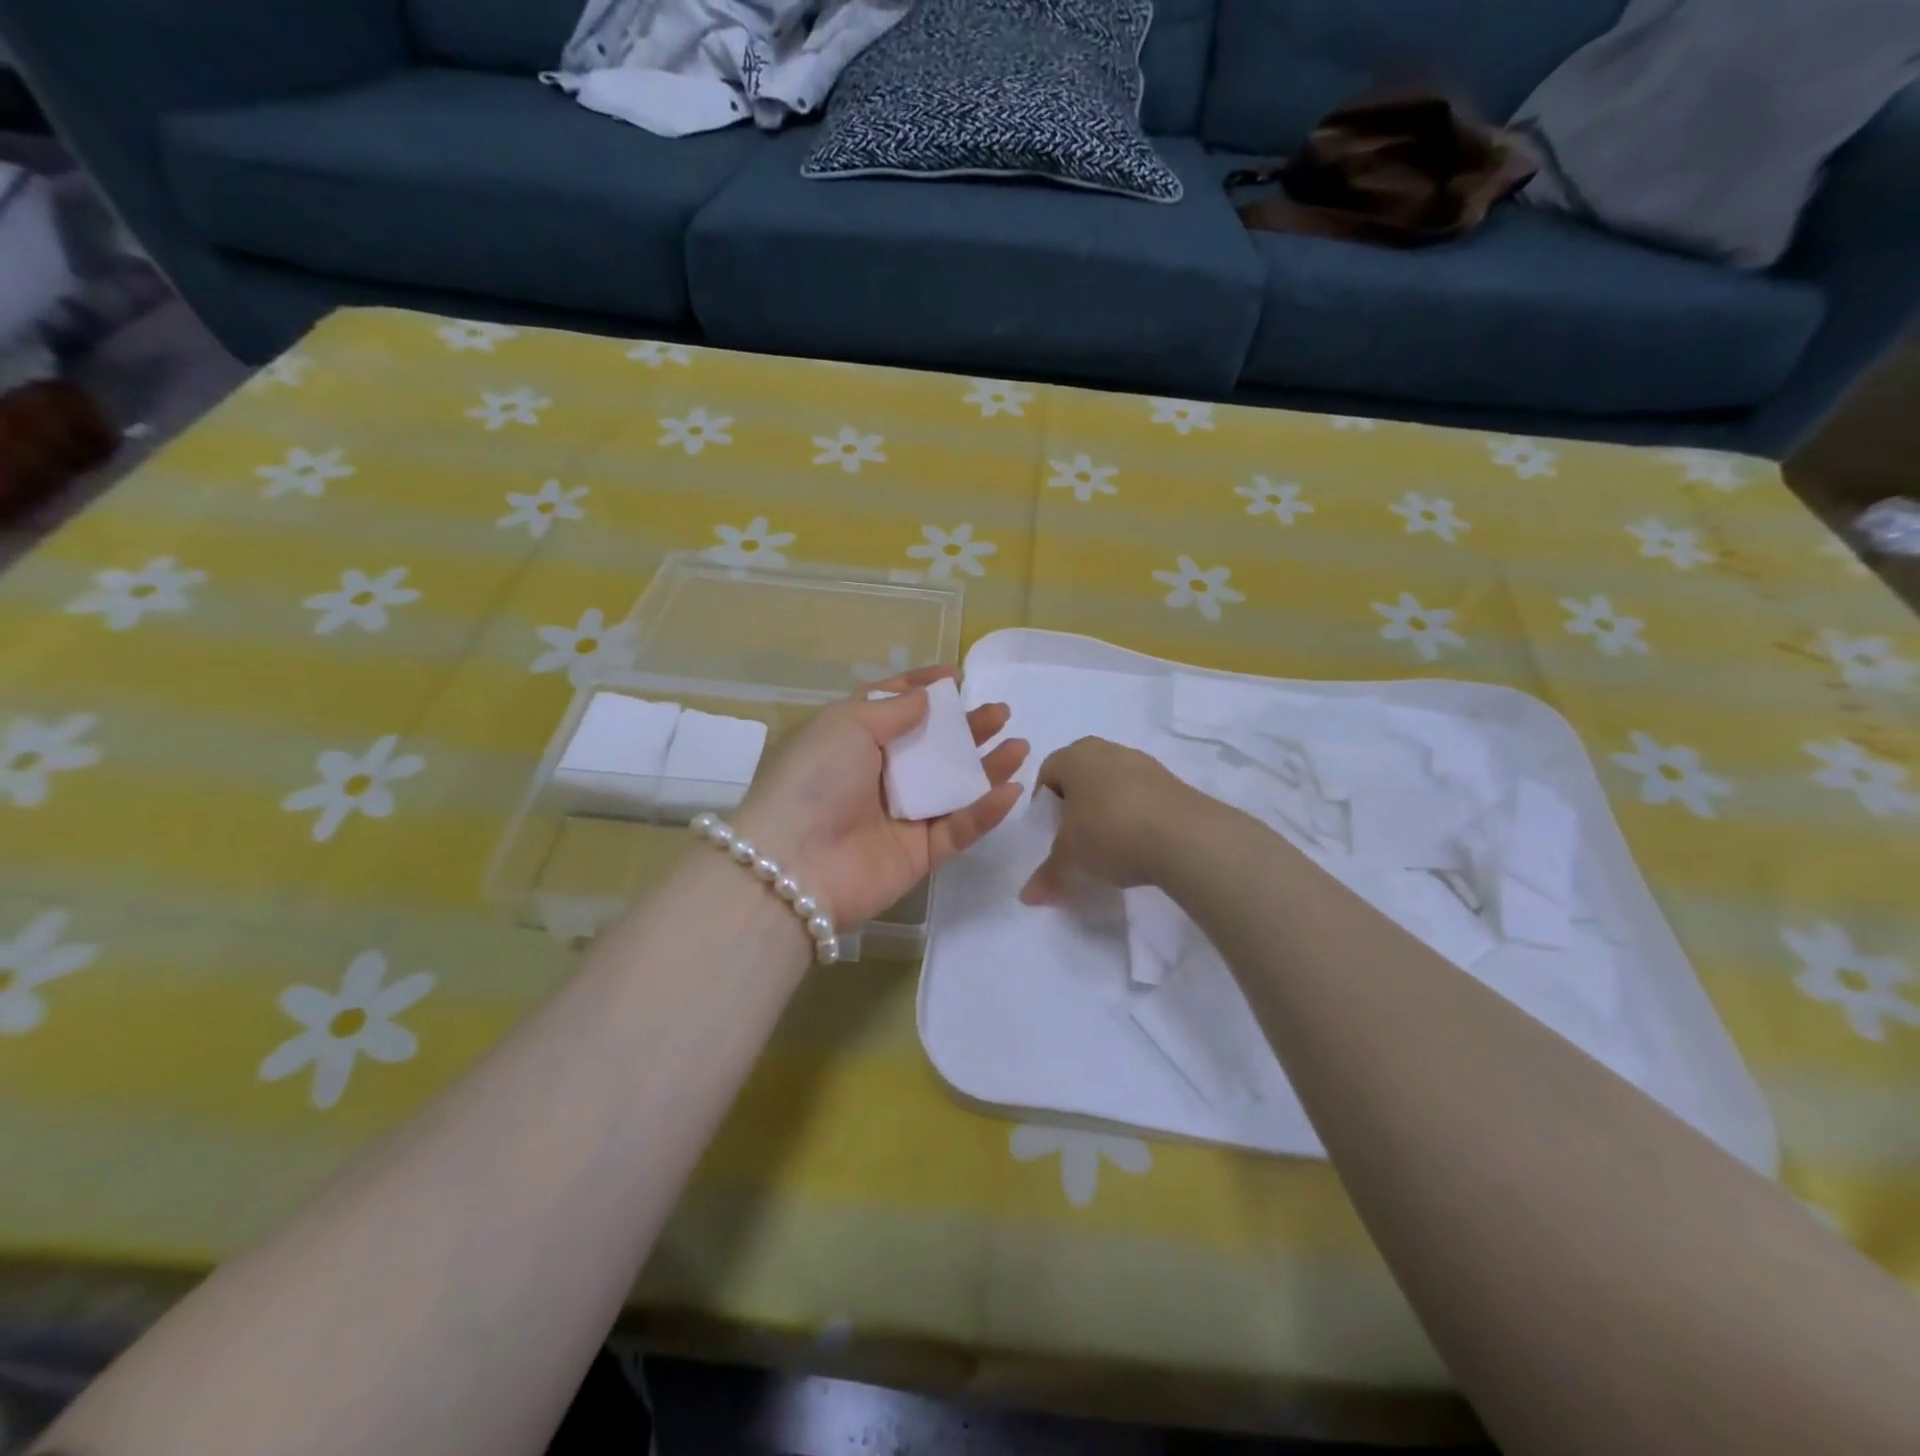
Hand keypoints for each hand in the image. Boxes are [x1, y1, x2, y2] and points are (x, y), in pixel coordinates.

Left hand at [737, 667, 1027, 927]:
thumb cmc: (815, 781)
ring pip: (952, 787)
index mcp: (850, 740)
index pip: (891, 707)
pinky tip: (1010, 790)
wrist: (795, 866)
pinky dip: (984, 811)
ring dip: (985, 767)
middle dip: (966, 727)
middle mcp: (876, 776)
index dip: (922, 689)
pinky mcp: (918, 854)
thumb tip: (925, 697)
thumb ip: (892, 710)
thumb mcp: (846, 726)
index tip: (956, 677)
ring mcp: (899, 816)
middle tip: (999, 712)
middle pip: (931, 746)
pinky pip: (957, 828)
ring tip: (1017, 744)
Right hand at [1019, 737, 1209, 903]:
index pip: (1047, 773)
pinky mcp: (1172, 782)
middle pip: (1081, 777)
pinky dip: (1135, 816)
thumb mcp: (1070, 858)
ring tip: (1110, 846)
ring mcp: (1144, 763)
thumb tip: (1028, 896)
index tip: (1050, 835)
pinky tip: (1139, 844)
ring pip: (1113, 785)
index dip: (1044, 806)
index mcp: (1074, 755)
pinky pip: (1142, 796)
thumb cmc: (1109, 832)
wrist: (1185, 836)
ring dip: (1107, 810)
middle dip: (1075, 806)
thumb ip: (1047, 874)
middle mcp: (1107, 749)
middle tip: (1076, 840)